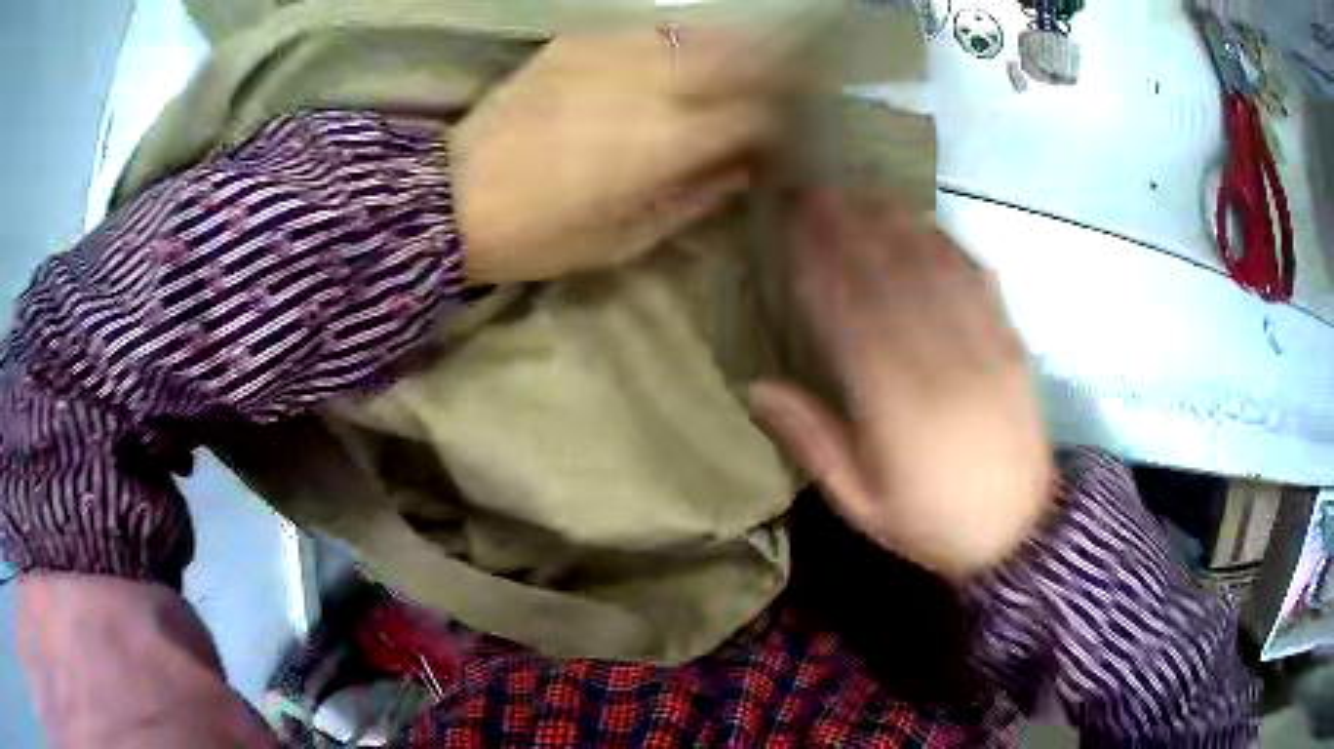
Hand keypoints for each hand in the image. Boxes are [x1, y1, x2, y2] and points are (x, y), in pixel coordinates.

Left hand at [453, 29, 780, 283]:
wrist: (450, 199)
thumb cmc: (541, 236)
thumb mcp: (627, 238)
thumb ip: (696, 197)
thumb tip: (744, 167)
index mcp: (665, 142)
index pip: (756, 113)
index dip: (785, 120)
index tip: (796, 131)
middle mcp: (649, 84)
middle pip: (739, 57)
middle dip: (775, 70)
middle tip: (791, 85)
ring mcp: (610, 53)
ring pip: (697, 35)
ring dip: (732, 49)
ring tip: (744, 67)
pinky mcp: (577, 42)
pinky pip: (648, 32)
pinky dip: (678, 44)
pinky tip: (677, 62)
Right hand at [750, 193, 1053, 578]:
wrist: (1020, 534)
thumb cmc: (933, 525)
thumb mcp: (862, 505)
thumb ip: (812, 442)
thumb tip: (755, 385)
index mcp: (895, 406)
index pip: (846, 313)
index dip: (816, 261)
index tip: (790, 225)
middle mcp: (939, 363)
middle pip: (887, 276)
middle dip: (848, 226)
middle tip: (815, 189)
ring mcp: (983, 347)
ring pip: (932, 268)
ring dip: (894, 223)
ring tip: (861, 191)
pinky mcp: (1012, 345)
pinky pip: (979, 282)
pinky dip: (949, 246)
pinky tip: (925, 222)